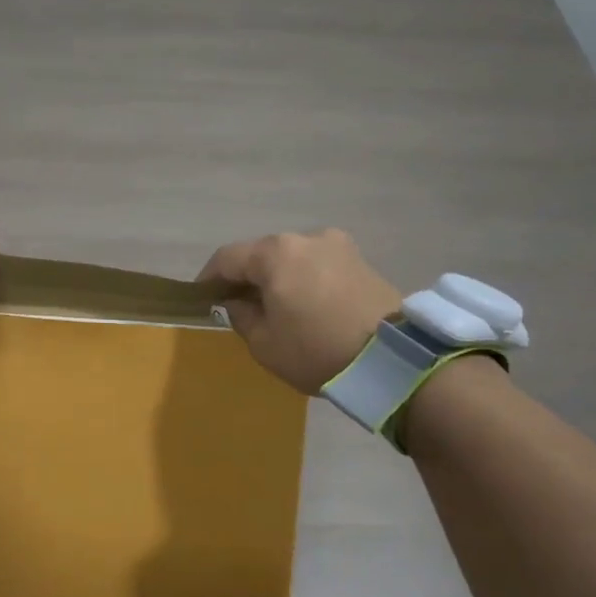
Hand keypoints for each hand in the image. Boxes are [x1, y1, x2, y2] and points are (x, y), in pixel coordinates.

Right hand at [196, 228, 400, 394]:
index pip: (227, 258)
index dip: (209, 277)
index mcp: (275, 253)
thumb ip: (241, 316)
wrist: (392, 359)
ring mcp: (337, 245)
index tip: (202, 298)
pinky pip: (319, 265)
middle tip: (240, 306)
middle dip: (247, 277)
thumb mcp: (264, 343)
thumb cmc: (316, 350)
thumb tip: (239, 301)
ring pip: (292, 258)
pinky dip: (305, 280)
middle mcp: (305, 238)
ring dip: (279, 278)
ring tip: (278, 308)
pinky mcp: (360, 260)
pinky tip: (308, 306)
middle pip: (262, 254)